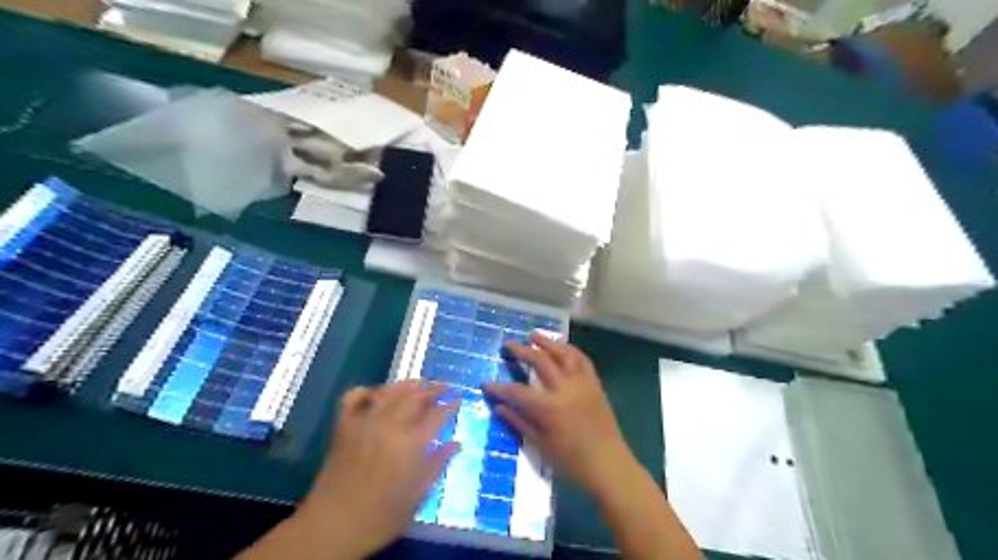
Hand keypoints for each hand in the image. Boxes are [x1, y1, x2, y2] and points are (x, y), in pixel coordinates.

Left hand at [300, 384, 459, 557]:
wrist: (334, 525)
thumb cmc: (383, 515)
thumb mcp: (419, 494)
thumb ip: (438, 463)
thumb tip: (457, 444)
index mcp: (412, 442)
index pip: (437, 414)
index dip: (450, 405)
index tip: (459, 398)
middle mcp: (390, 424)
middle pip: (415, 396)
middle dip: (433, 389)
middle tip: (443, 387)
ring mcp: (365, 422)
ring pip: (389, 392)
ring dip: (406, 385)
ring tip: (418, 384)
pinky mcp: (344, 425)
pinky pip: (354, 397)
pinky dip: (366, 391)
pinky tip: (376, 395)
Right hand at [485, 334, 639, 499]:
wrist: (609, 465)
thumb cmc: (572, 461)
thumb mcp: (540, 445)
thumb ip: (519, 423)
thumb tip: (498, 408)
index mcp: (549, 408)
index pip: (517, 392)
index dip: (499, 388)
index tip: (485, 384)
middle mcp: (565, 389)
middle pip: (540, 361)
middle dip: (522, 351)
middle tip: (509, 345)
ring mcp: (582, 383)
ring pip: (564, 353)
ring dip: (548, 342)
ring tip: (534, 335)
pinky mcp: (595, 384)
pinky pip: (582, 360)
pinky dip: (570, 349)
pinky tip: (562, 346)